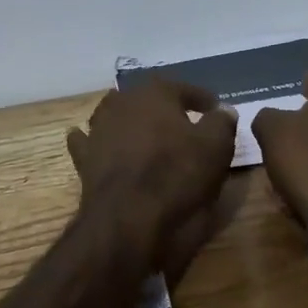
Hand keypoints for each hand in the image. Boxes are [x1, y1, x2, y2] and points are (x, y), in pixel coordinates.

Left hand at [67, 79, 237, 274]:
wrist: (129, 218)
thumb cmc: (178, 175)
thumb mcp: (215, 147)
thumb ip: (221, 122)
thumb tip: (223, 109)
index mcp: (155, 93)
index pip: (184, 89)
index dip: (202, 99)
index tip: (215, 109)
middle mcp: (122, 102)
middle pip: (147, 99)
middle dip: (164, 107)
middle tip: (183, 122)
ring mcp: (98, 128)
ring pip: (115, 114)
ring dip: (130, 120)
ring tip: (147, 133)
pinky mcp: (84, 157)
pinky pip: (89, 142)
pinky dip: (95, 141)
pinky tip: (97, 143)